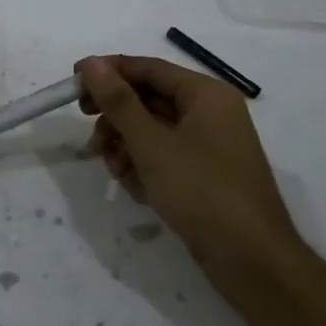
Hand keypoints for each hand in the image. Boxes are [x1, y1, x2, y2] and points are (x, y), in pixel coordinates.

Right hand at [76, 55, 306, 292]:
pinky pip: (163, 155)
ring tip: (114, 169)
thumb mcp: (152, 145)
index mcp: (205, 94)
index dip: (108, 72)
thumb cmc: (202, 192)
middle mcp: (209, 112)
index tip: (72, 83)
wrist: (253, 262)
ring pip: (152, 129)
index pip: (147, 68)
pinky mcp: (203, 173)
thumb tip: (90, 62)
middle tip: (89, 134)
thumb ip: (119, 101)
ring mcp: (208, 144)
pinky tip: (133, 186)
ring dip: (125, 145)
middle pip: (148, 98)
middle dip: (116, 118)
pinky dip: (143, 165)